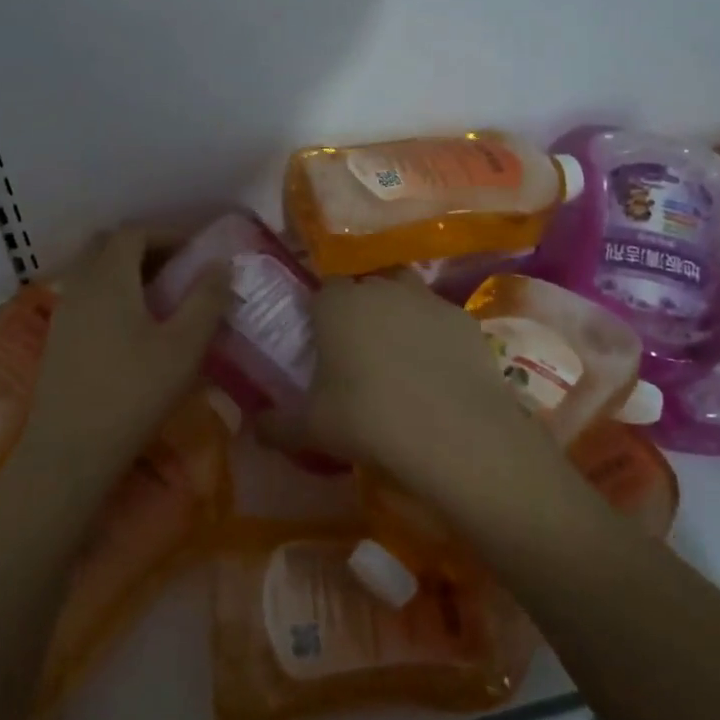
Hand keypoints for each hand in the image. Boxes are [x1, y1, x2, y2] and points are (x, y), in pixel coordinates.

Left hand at [22, 227, 230, 481]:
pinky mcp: (57, 339)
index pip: (133, 233)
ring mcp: (63, 313)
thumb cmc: (134, 393)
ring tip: (159, 299)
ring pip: (93, 271)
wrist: (70, 450)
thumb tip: (222, 264)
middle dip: (143, 247)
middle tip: (176, 269)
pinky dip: (110, 294)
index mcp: (109, 279)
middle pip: (107, 246)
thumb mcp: (184, 347)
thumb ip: (206, 300)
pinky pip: (85, 297)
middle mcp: (80, 286)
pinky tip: (132, 328)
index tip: (195, 251)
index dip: (167, 234)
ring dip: (125, 271)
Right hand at [282, 272, 560, 500]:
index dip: (322, 309)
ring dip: (399, 313)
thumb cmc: (367, 421)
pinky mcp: (464, 319)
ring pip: (405, 293)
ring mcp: (427, 299)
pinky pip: (439, 319)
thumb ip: (276, 424)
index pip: (323, 287)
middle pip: (365, 285)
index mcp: (337, 304)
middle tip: (358, 347)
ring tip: (398, 353)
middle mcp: (381, 288)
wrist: (454, 435)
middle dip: (360, 307)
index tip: (322, 338)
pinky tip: (436, 370)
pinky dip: (434, 335)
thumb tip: (255, 425)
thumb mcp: (310, 430)